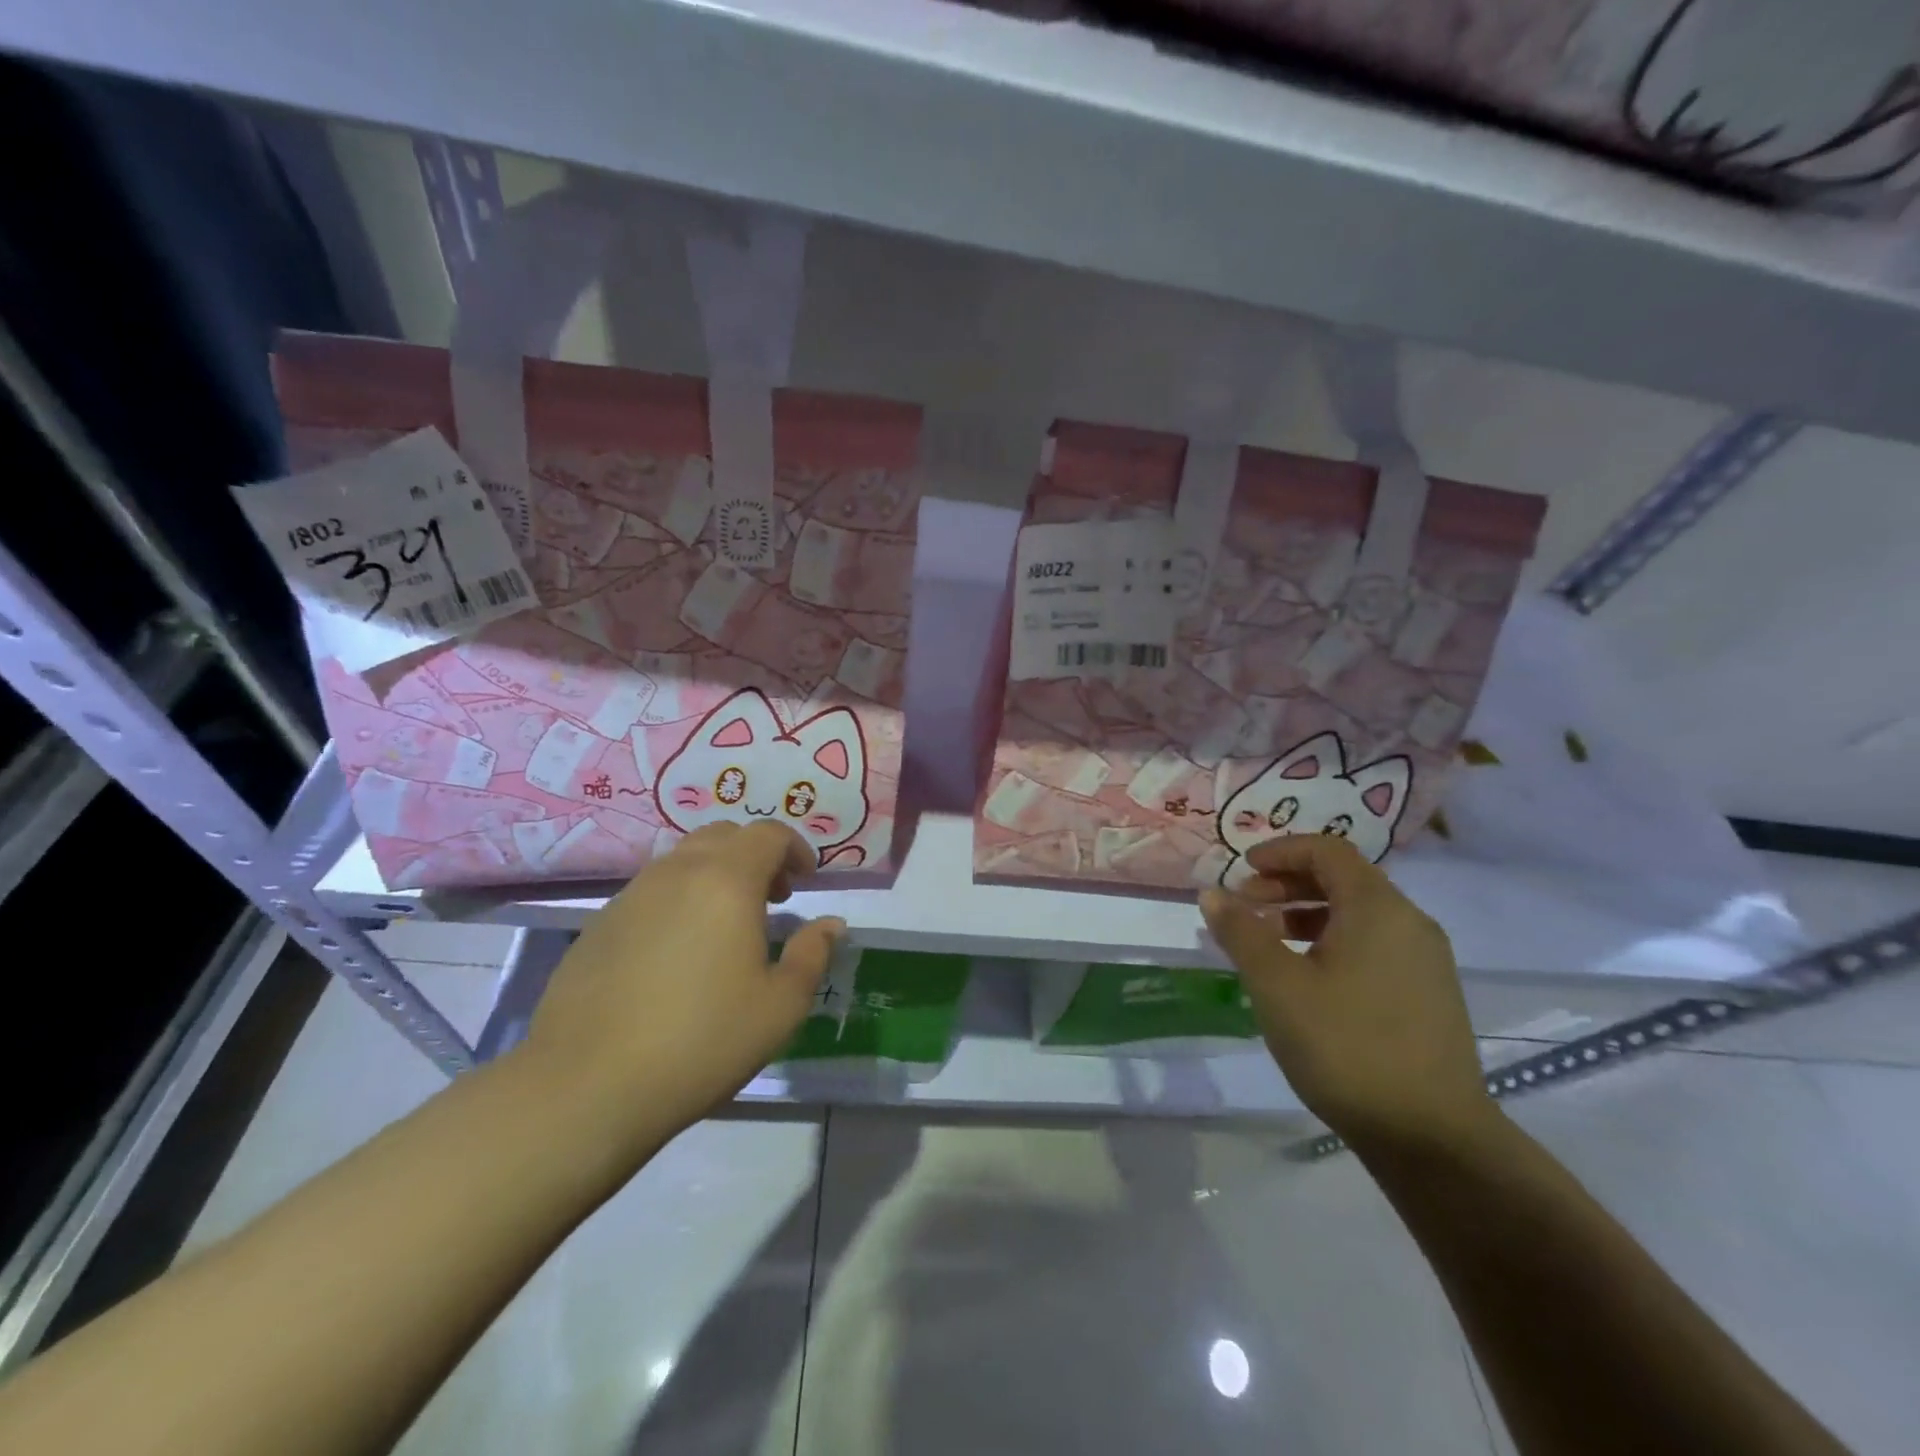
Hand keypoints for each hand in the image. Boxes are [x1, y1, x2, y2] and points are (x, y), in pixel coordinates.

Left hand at [521, 821, 842, 1150]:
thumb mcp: (780, 1006)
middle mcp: (677, 872)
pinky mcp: (599, 924)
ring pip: (683, 860)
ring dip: (716, 874)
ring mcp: (631, 895)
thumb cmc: (701, 1041)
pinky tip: (679, 952)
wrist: (586, 1085)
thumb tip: (830, 923)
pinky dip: (679, 899)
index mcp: (727, 881)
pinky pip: (651, 891)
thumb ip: (812, 955)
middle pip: (724, 835)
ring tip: (727, 925)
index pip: (768, 834)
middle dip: (756, 855)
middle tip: (773, 897)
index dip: (795, 848)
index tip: (806, 881)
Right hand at [1200, 835, 1491, 1150]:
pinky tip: (1308, 977)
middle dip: (1289, 883)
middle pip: (1344, 878)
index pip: (1327, 850)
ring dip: (1308, 913)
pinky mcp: (1429, 994)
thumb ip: (1241, 931)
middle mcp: (1409, 922)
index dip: (1280, 851)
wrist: (1433, 1137)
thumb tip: (1211, 894)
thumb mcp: (1276, 984)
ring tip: (1269, 941)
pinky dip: (1334, 940)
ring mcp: (1425, 960)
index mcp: (1377, 908)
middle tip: (1246, 905)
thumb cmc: (1345, 1046)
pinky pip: (1374, 944)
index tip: (1242, 870)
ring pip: (1359, 914)